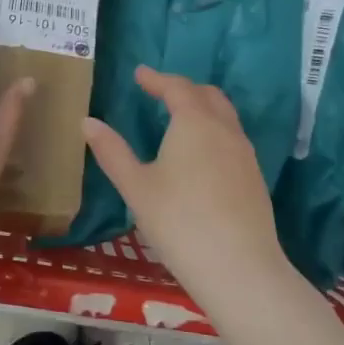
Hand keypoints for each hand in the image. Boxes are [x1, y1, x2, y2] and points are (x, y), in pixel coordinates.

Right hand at [83, 66, 291, 315]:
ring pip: (225, 117)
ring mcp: (245, 155)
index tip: (140, 74)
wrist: (240, 270)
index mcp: (195, 123)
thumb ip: (112, 151)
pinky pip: (233, 139)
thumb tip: (88, 122)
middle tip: (160, 92)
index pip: (177, 87)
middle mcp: (225, 130)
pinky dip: (214, 131)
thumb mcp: (136, 187)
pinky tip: (201, 156)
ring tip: (179, 120)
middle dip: (183, 89)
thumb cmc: (179, 222)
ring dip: (202, 109)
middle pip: (208, 95)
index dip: (156, 78)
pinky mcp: (254, 179)